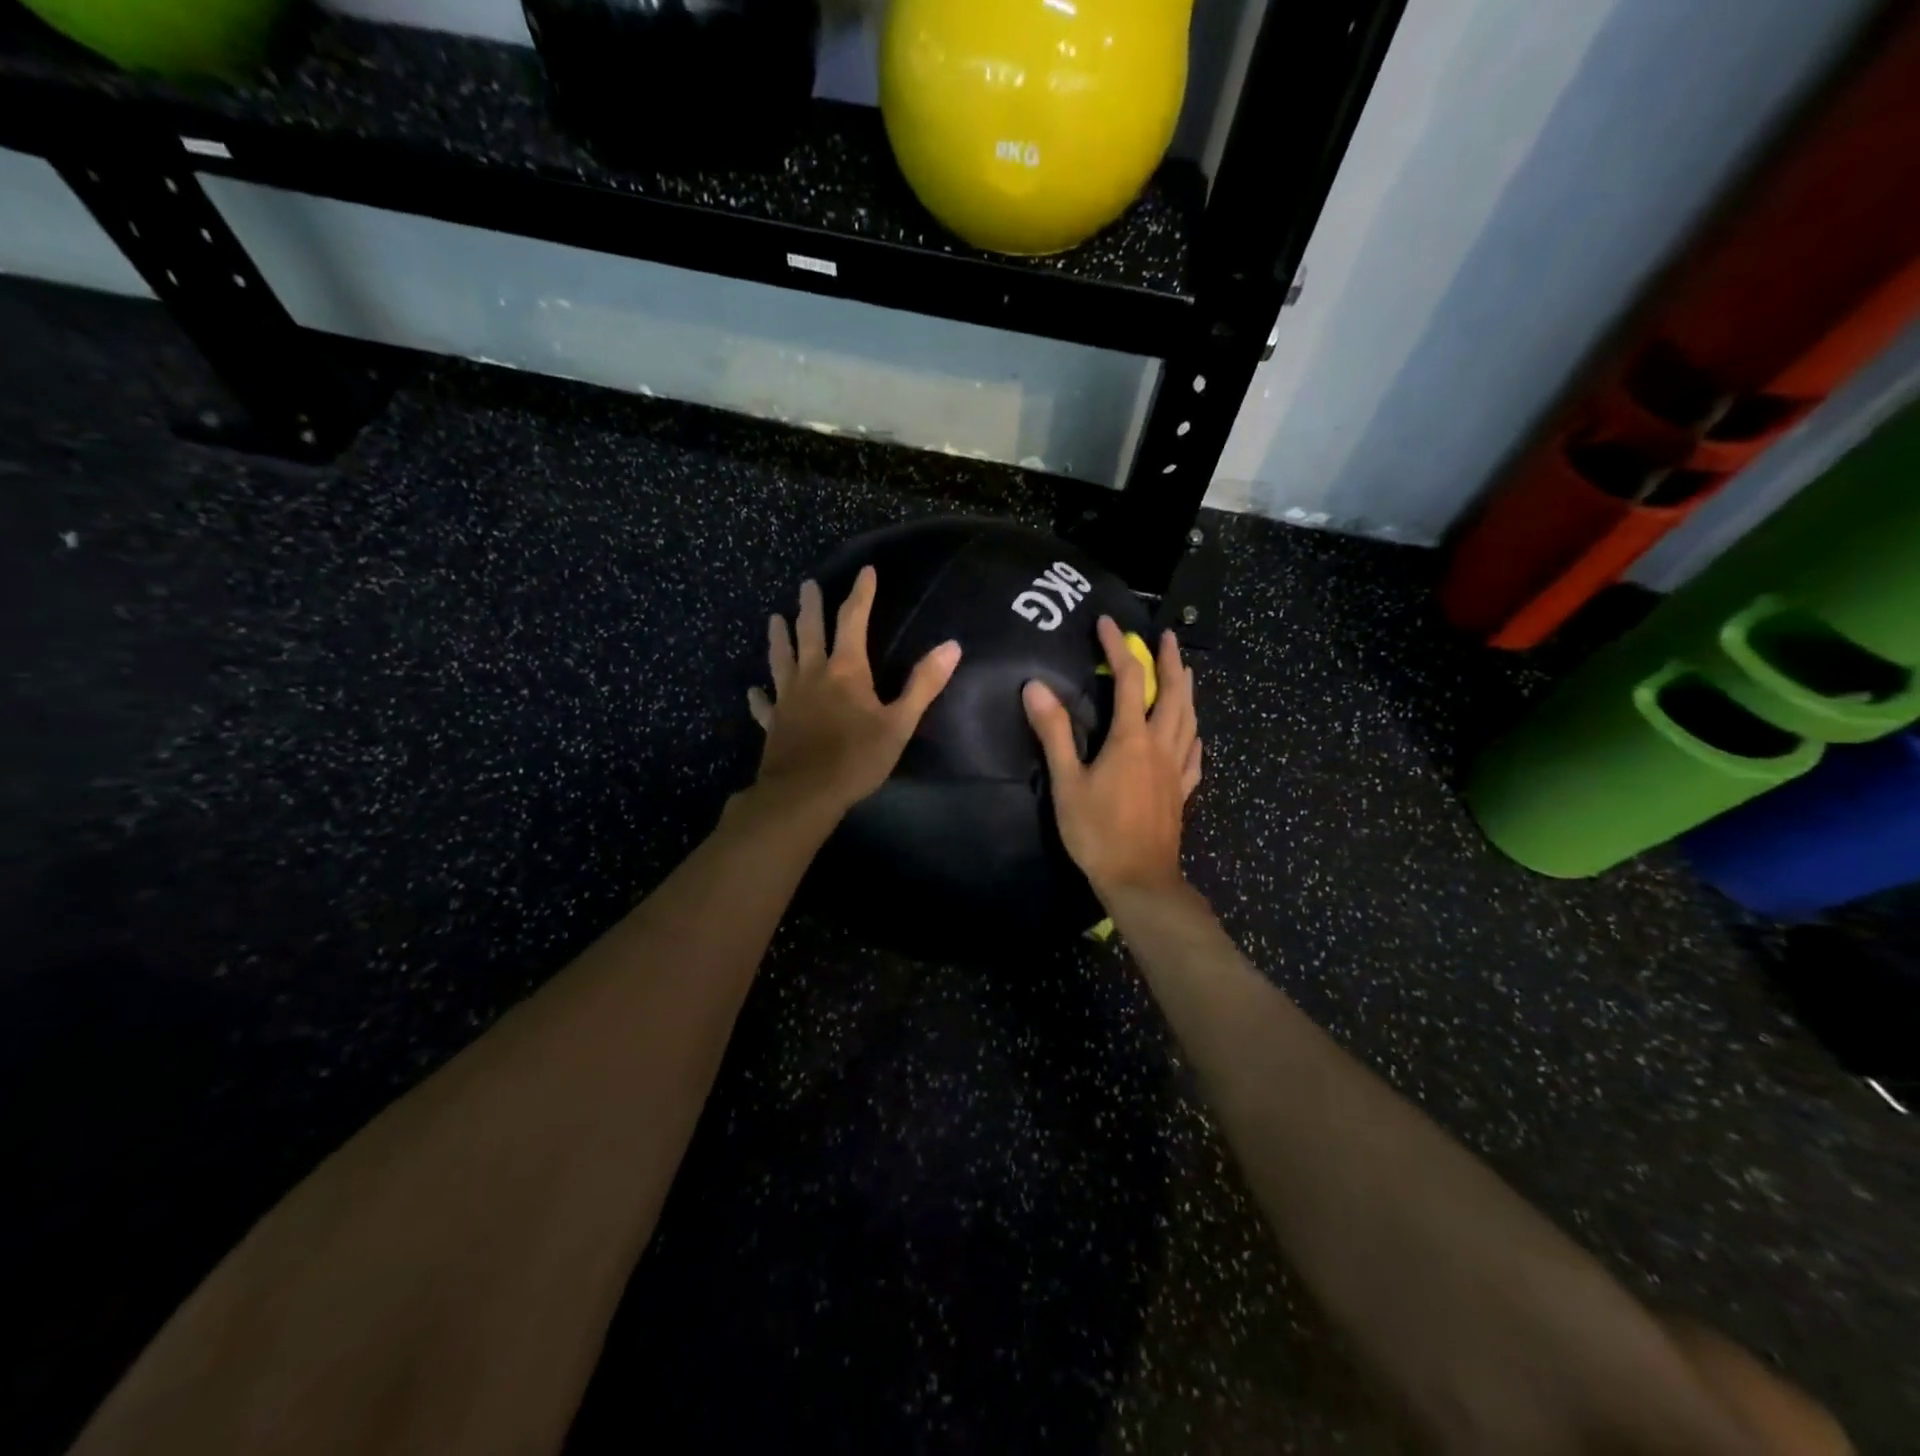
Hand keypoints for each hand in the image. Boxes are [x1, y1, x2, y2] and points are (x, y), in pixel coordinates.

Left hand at [747, 566, 961, 816]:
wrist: (804, 794)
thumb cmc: (856, 758)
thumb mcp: (899, 723)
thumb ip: (923, 684)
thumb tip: (952, 646)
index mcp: (845, 670)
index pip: (853, 620)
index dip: (861, 594)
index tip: (865, 571)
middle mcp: (812, 675)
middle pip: (810, 632)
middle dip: (811, 606)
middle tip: (807, 585)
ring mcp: (787, 698)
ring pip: (781, 659)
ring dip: (779, 637)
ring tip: (774, 618)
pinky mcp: (772, 723)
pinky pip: (764, 704)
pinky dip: (759, 695)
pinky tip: (754, 690)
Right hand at [1023, 616, 1201, 900]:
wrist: (1139, 880)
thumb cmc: (1098, 832)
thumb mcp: (1067, 783)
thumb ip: (1054, 733)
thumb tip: (1035, 687)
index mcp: (1132, 738)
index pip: (1130, 680)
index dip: (1119, 647)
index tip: (1108, 622)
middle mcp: (1161, 746)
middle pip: (1174, 693)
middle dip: (1171, 662)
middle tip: (1168, 637)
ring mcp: (1176, 769)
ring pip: (1190, 719)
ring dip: (1187, 690)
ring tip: (1185, 672)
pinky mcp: (1182, 792)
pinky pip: (1194, 754)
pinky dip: (1194, 734)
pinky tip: (1194, 733)